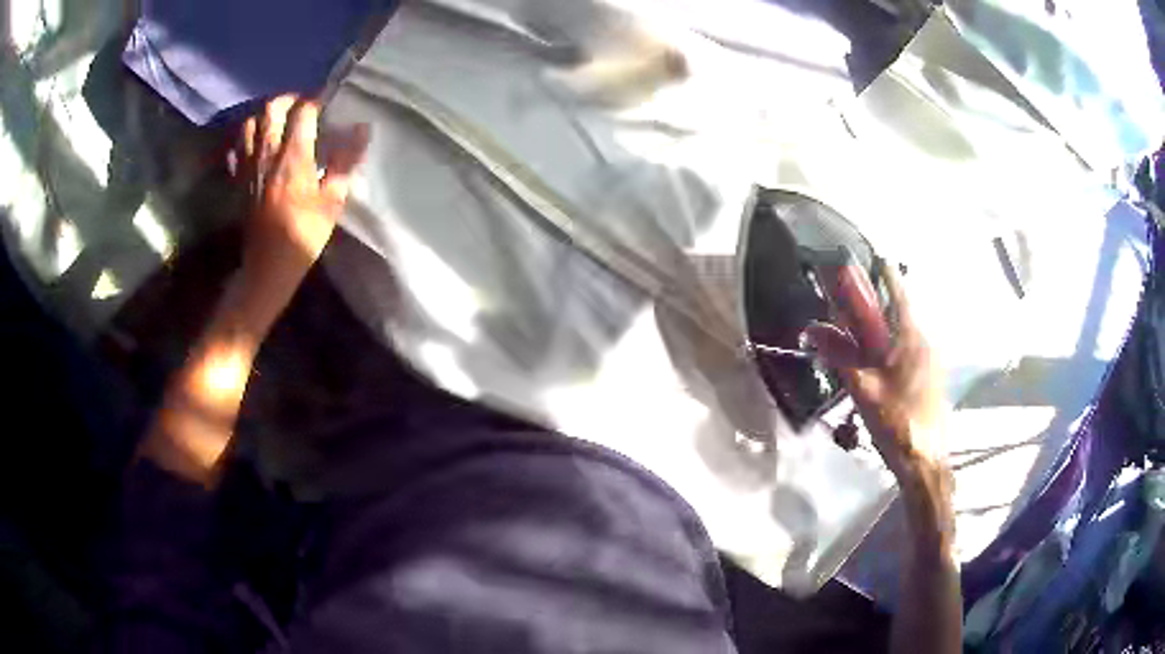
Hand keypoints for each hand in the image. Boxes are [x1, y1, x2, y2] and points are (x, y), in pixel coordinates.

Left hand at [236, 95, 369, 322]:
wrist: (267, 267)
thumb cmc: (303, 235)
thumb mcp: (332, 201)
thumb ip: (344, 161)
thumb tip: (362, 129)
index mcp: (293, 156)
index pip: (303, 111)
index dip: (316, 101)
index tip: (327, 103)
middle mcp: (268, 153)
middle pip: (272, 108)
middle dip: (289, 101)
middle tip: (302, 108)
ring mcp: (249, 165)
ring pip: (250, 123)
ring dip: (265, 117)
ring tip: (278, 123)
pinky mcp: (239, 179)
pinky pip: (237, 148)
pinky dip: (246, 139)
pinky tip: (256, 145)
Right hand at [802, 262, 946, 481]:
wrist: (924, 459)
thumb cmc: (896, 423)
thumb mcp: (862, 390)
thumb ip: (839, 356)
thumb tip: (813, 329)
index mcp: (911, 337)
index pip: (897, 289)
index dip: (880, 268)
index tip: (862, 254)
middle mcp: (924, 338)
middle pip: (897, 306)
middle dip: (873, 298)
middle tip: (848, 293)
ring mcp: (930, 356)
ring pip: (902, 327)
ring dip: (880, 321)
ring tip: (855, 326)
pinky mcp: (930, 371)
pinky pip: (907, 344)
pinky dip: (888, 340)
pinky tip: (873, 356)